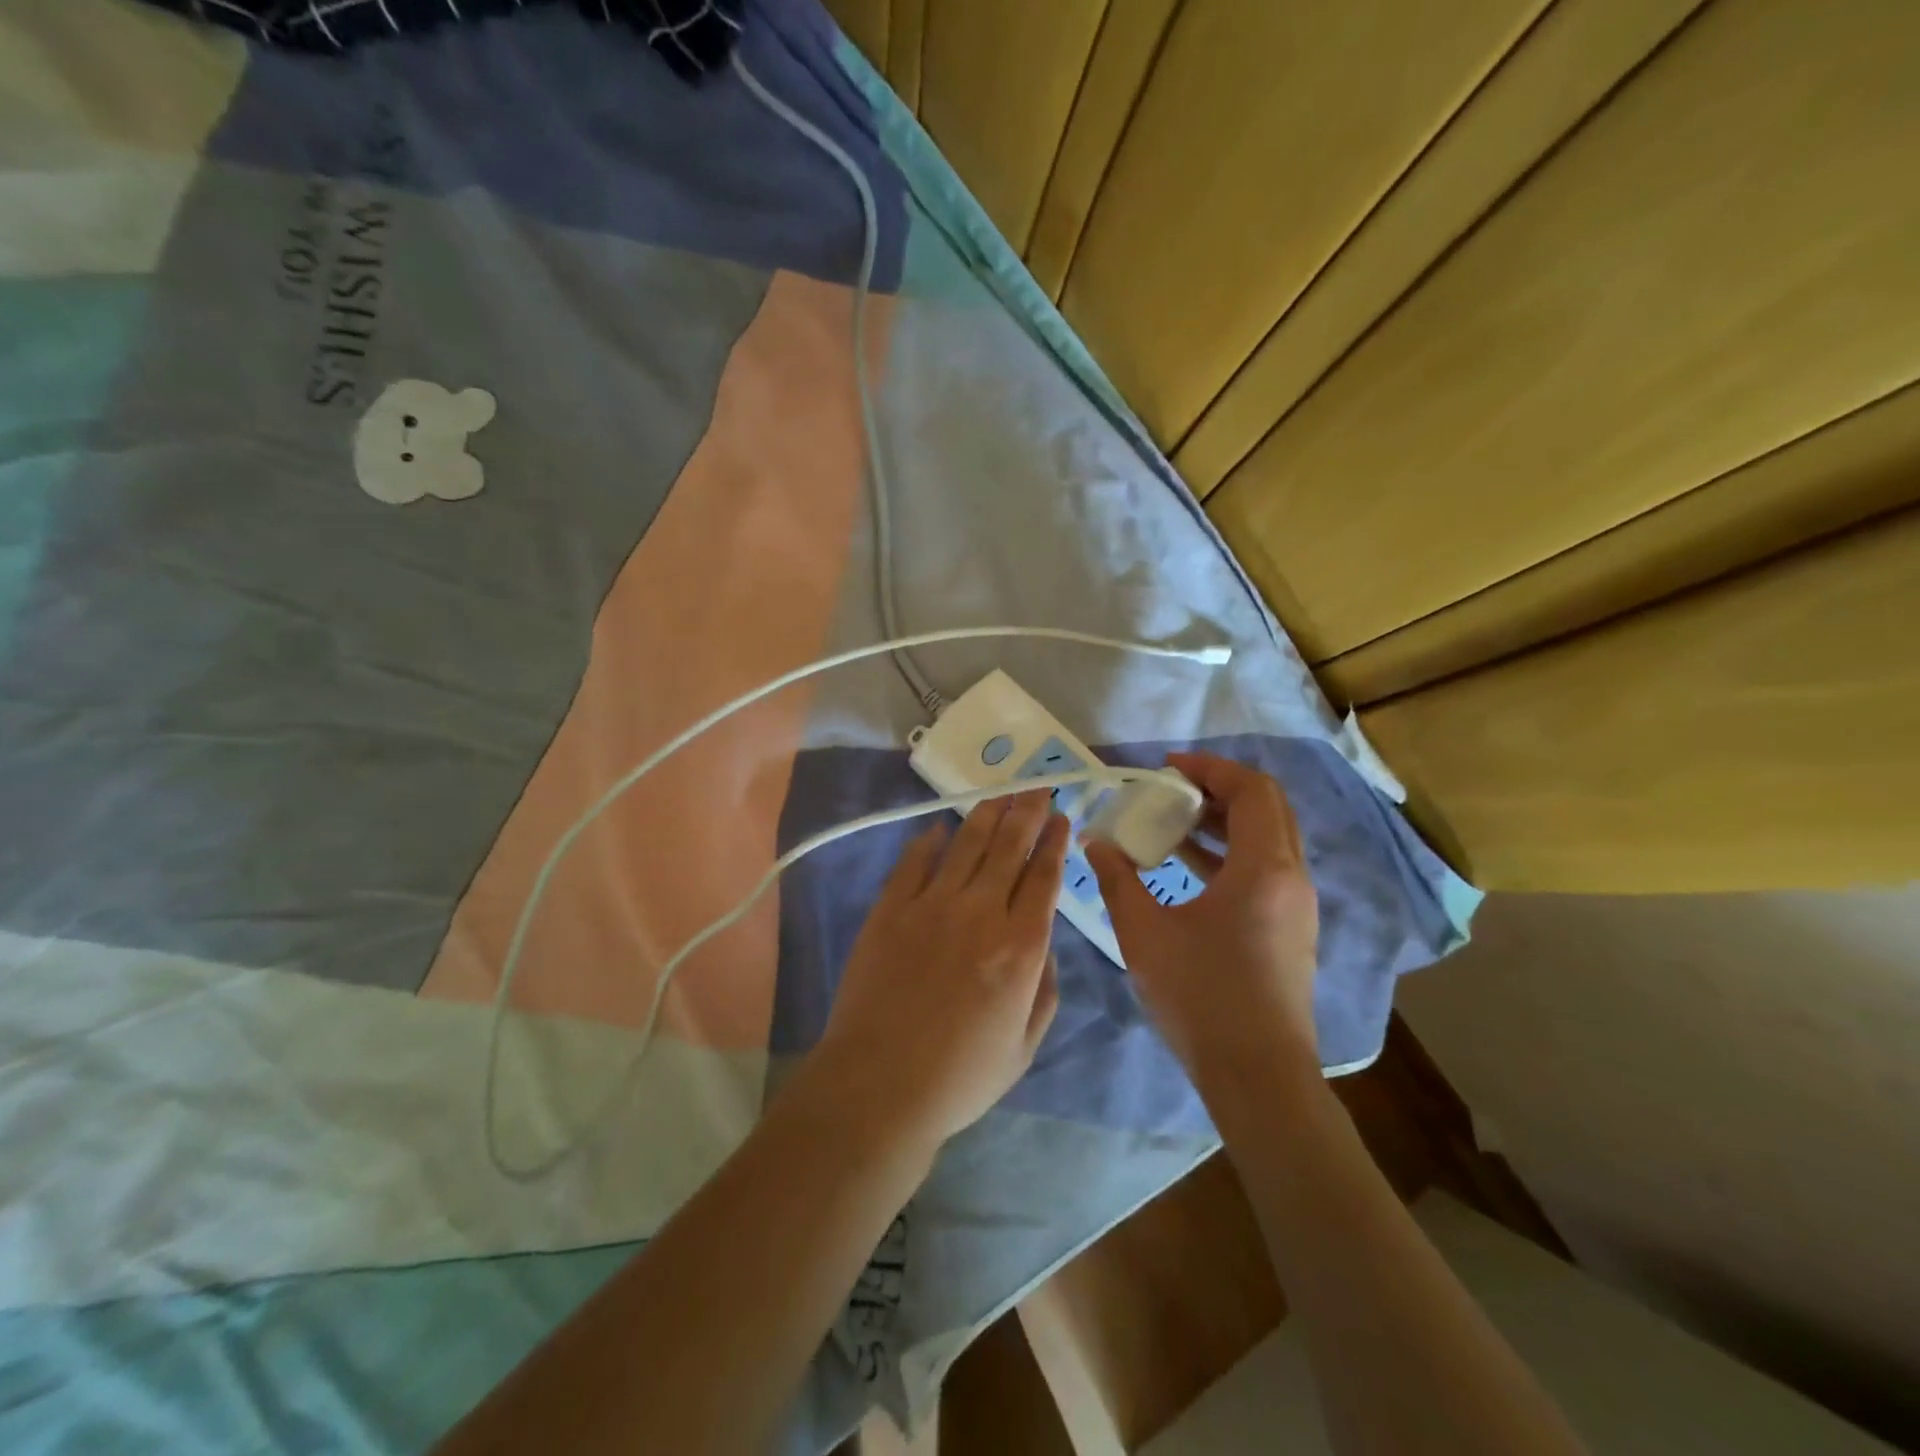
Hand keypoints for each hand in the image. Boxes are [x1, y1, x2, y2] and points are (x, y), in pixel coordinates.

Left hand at [812, 791, 1068, 1153]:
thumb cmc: (960, 1077)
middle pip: (1009, 847)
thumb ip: (1045, 991)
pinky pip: (914, 861)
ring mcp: (931, 905)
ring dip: (987, 815)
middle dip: (1028, 812)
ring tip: (1001, 795)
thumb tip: (1045, 947)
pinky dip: (930, 840)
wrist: (879, 1085)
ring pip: (966, 844)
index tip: (1060, 818)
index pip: (1044, 877)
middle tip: (1037, 788)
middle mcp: (980, 912)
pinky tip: (940, 828)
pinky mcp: (890, 908)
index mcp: (1020, 947)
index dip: (1054, 842)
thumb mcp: (1024, 1047)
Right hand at [1086, 753, 1319, 1079]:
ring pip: (1268, 838)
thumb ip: (1117, 879)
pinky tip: (1186, 868)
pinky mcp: (1290, 928)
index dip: (1210, 768)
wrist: (1257, 1076)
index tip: (1167, 767)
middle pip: (1267, 807)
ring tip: (1172, 824)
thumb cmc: (1201, 997)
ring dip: (1224, 821)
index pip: (1251, 790)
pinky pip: (1265, 868)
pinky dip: (1230, 853)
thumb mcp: (1144, 933)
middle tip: (1172, 789)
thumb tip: (1095, 842)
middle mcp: (1291, 877)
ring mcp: (1296, 905)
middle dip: (1219, 788)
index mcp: (1263, 868)